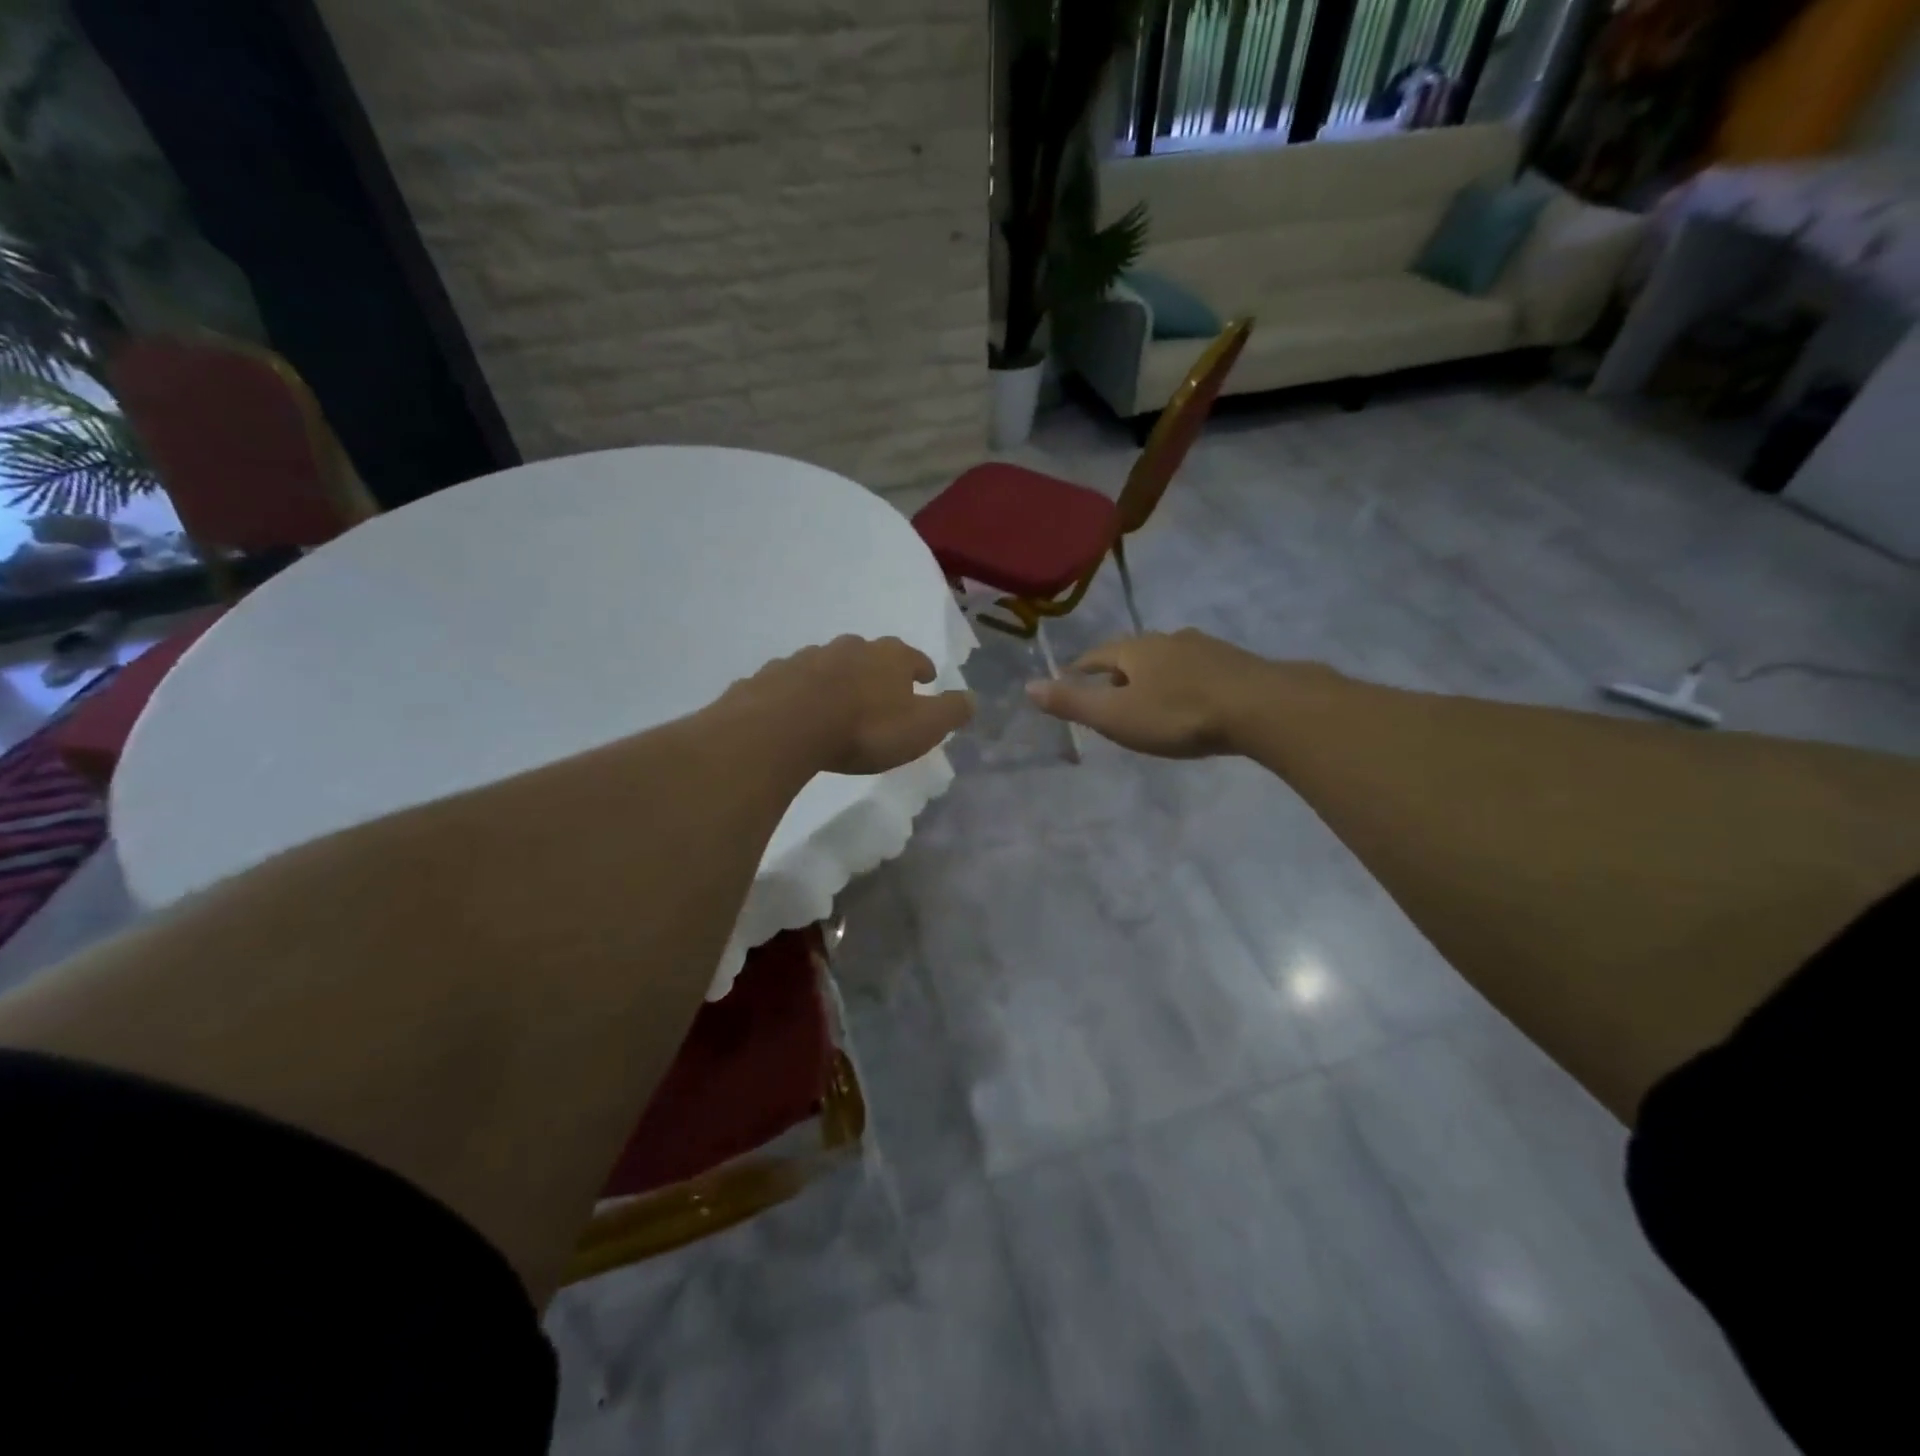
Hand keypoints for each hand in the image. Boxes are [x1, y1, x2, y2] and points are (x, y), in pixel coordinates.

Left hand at [732, 635, 974, 775]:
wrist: (786, 726)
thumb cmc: (864, 728)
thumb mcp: (922, 727)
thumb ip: (950, 712)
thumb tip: (973, 698)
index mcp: (889, 657)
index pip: (913, 657)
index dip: (921, 669)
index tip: (925, 678)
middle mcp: (850, 648)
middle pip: (870, 654)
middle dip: (878, 669)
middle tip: (882, 689)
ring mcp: (808, 658)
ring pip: (830, 664)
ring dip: (839, 678)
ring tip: (840, 701)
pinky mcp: (775, 675)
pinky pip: (795, 681)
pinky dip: (802, 691)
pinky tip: (800, 710)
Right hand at [1026, 629, 1324, 758]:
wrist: (1262, 707)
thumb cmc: (1179, 714)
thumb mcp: (1117, 716)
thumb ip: (1073, 702)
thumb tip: (1027, 686)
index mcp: (1135, 649)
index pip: (1097, 655)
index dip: (1080, 669)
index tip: (1071, 680)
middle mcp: (1168, 639)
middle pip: (1133, 654)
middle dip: (1118, 672)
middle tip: (1110, 695)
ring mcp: (1205, 648)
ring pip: (1168, 660)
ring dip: (1153, 676)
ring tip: (1149, 698)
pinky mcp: (1235, 663)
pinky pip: (1196, 670)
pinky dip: (1184, 683)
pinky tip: (1191, 700)